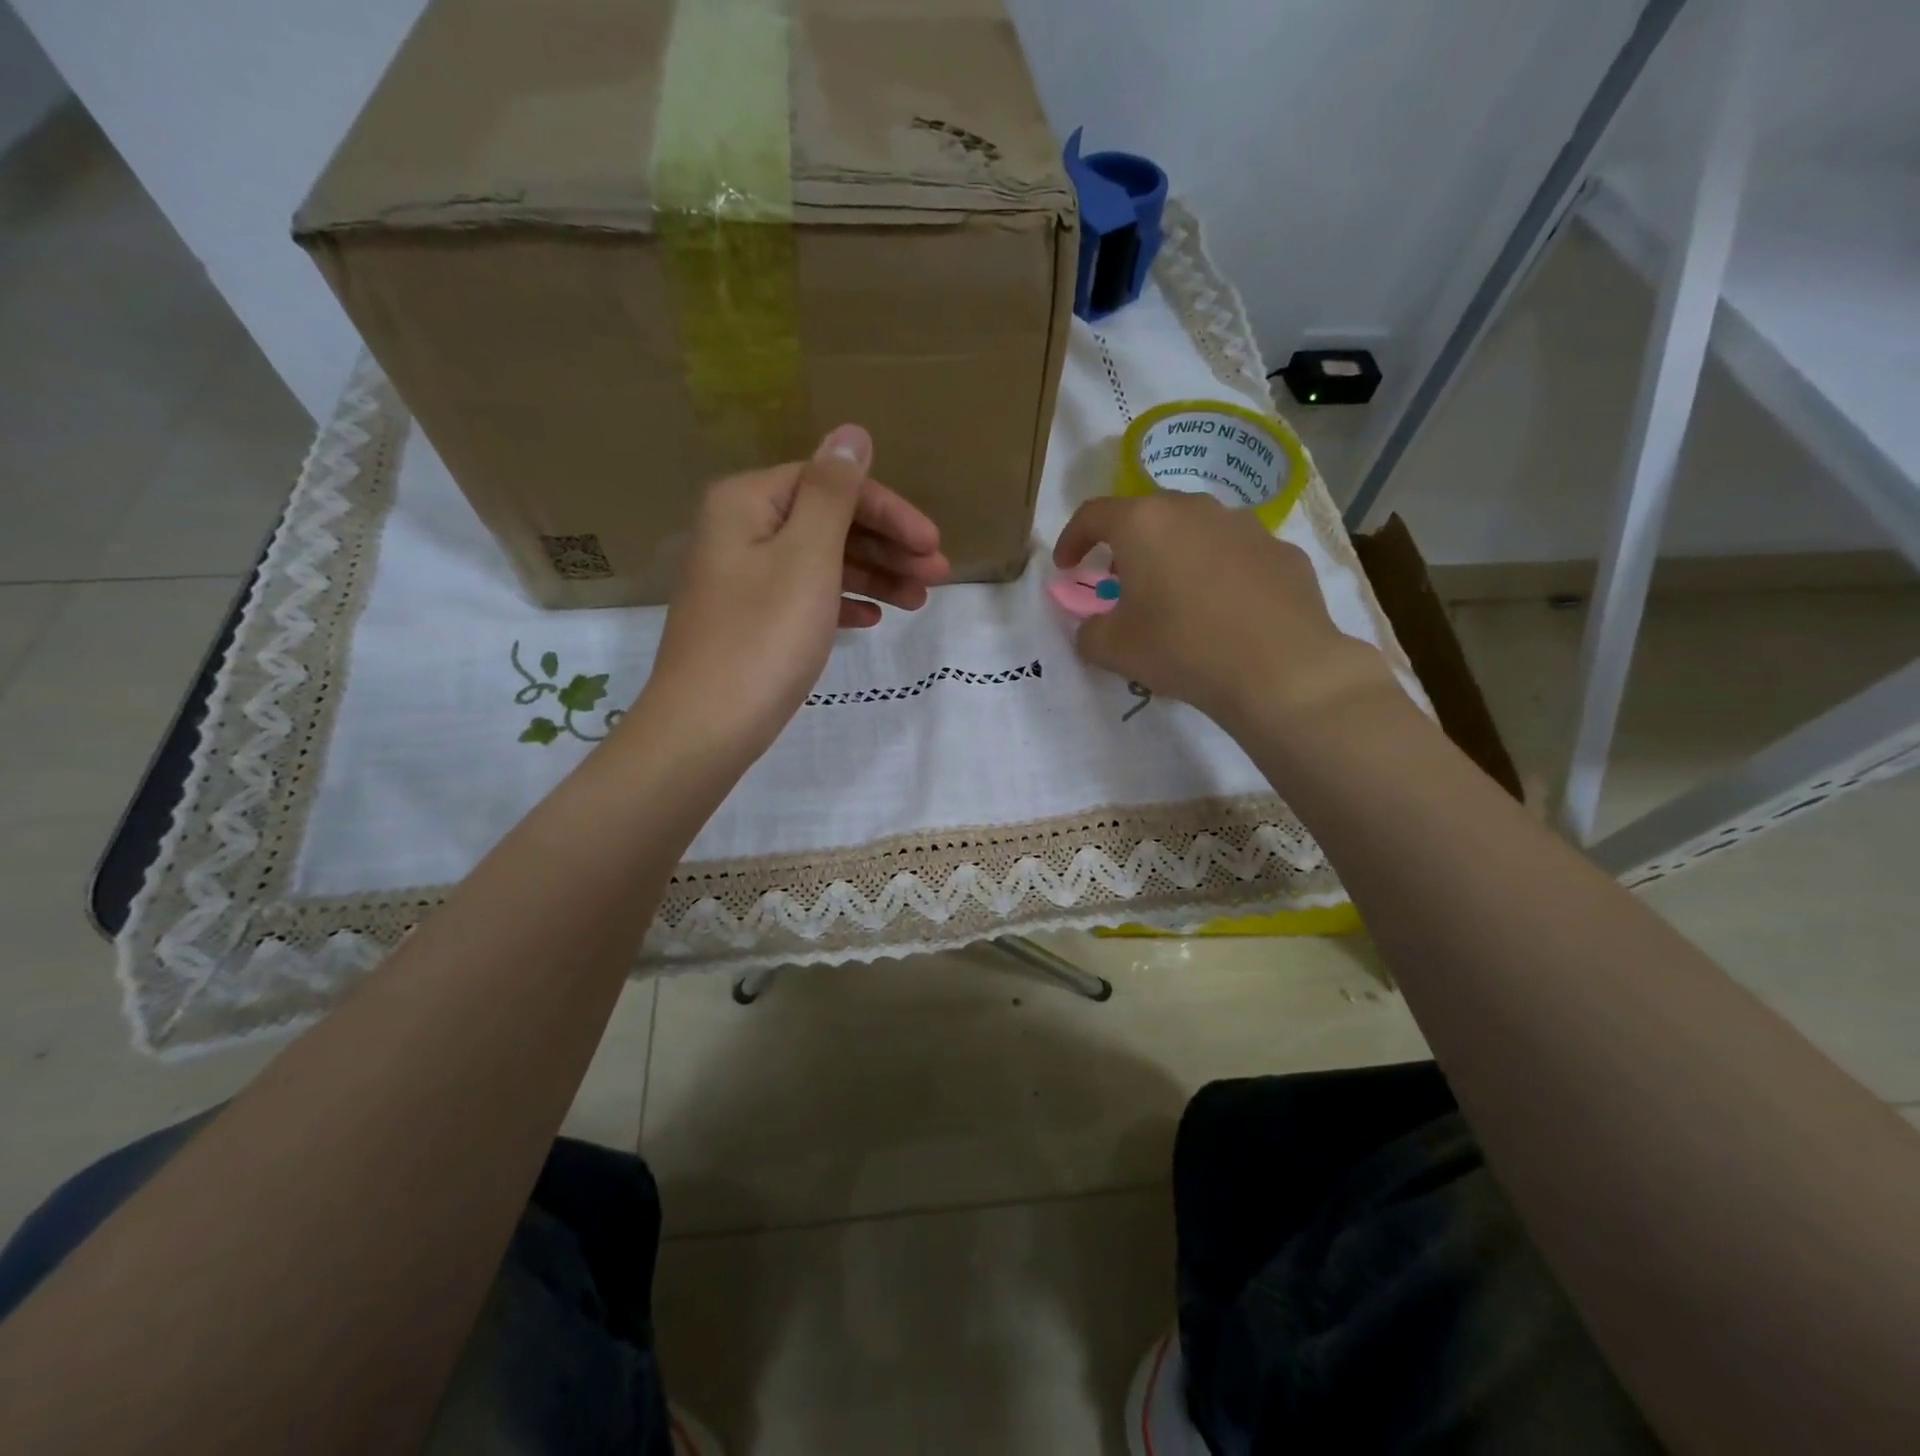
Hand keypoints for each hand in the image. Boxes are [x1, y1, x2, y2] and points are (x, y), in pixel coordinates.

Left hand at [644, 424, 949, 761]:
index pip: (831, 485)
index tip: (932, 544)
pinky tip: (872, 618)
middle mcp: (741, 530)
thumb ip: (833, 493)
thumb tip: (851, 433)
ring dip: (873, 575)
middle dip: (887, 546)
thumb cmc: (764, 636)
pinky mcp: (750, 618)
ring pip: (821, 561)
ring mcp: (743, 577)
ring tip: (918, 602)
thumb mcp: (807, 556)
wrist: (707, 726)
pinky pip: (805, 596)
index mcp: (748, 502)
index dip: (889, 511)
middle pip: (828, 522)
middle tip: (937, 576)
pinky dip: (841, 602)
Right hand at [1052, 492, 1393, 735]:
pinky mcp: (1282, 552)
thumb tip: (1093, 628)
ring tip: (1176, 597)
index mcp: (1145, 524)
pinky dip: (1220, 575)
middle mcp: (1195, 510)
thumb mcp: (1114, 649)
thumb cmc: (1182, 648)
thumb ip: (1089, 632)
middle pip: (1148, 517)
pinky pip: (1237, 556)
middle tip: (1121, 582)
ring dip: (1176, 556)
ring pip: (1196, 531)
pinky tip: (1225, 613)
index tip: (1067, 567)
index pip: (1093, 514)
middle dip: (1127, 547)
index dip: (1072, 539)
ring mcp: (1246, 526)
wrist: (1280, 669)